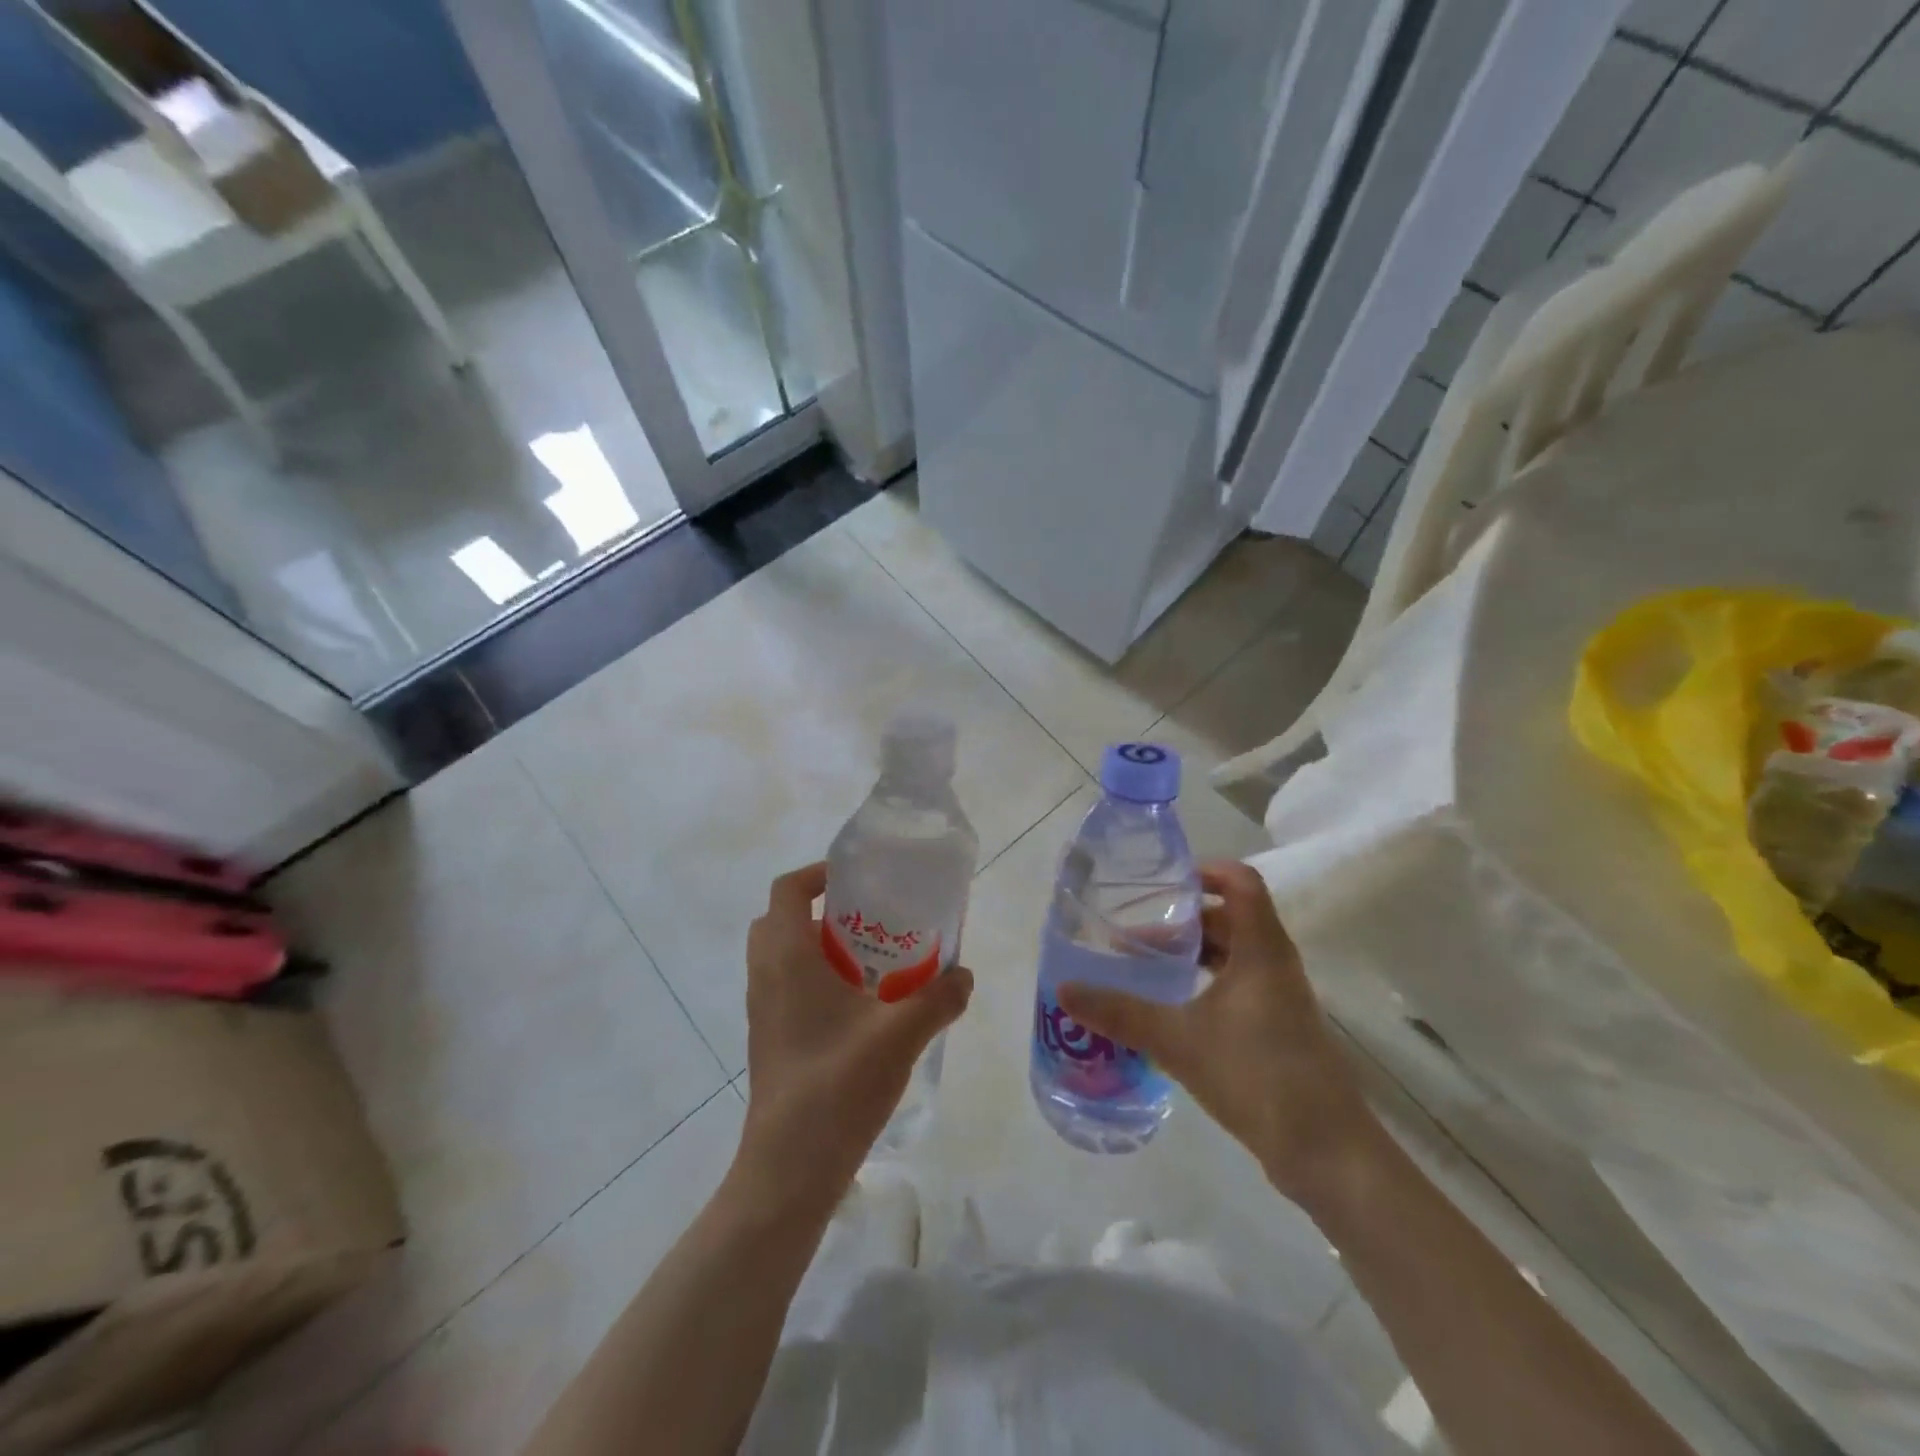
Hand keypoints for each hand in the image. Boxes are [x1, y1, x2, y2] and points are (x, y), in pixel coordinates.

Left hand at [736, 863, 973, 1208]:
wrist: (790, 1168)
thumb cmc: (838, 1085)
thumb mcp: (900, 1035)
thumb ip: (938, 998)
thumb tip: (965, 975)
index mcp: (787, 958)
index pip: (787, 890)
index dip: (817, 874)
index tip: (857, 879)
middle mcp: (766, 976)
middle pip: (780, 920)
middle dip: (820, 910)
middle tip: (867, 919)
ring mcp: (763, 1010)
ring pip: (782, 956)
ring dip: (818, 946)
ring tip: (871, 959)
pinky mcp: (769, 1039)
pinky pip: (786, 987)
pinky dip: (815, 979)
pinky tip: (860, 1007)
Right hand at [1059, 861, 1375, 1204]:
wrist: (1327, 1154)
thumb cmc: (1257, 1076)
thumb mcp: (1178, 1040)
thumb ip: (1120, 1013)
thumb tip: (1065, 990)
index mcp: (1262, 949)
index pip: (1241, 882)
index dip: (1205, 870)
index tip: (1162, 882)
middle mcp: (1275, 964)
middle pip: (1229, 918)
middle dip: (1181, 921)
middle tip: (1134, 933)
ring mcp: (1280, 998)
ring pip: (1232, 955)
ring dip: (1191, 955)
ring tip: (1145, 967)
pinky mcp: (1278, 1030)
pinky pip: (1237, 987)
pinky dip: (1204, 984)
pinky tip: (1171, 1009)